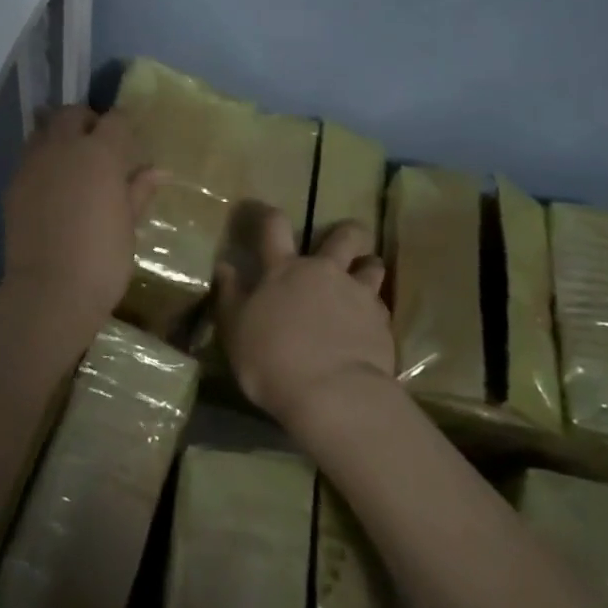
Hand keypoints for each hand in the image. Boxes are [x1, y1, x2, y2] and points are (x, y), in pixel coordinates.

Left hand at [3, 106, 157, 320]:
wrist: (50, 290)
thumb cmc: (103, 258)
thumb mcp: (128, 224)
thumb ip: (139, 191)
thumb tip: (158, 171)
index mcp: (100, 153)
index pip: (115, 120)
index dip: (124, 126)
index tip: (129, 142)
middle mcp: (64, 147)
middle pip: (72, 114)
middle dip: (86, 121)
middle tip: (98, 145)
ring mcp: (34, 164)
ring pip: (44, 129)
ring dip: (59, 135)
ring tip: (71, 161)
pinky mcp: (14, 184)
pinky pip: (29, 158)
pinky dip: (42, 160)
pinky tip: (51, 186)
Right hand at [215, 206, 394, 427]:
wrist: (331, 394)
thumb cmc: (271, 359)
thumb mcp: (234, 329)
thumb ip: (230, 294)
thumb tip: (225, 266)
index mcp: (283, 269)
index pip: (275, 225)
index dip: (269, 213)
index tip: (266, 213)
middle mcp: (323, 272)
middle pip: (345, 236)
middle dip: (347, 233)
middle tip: (344, 243)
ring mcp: (357, 294)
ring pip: (372, 266)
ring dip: (368, 267)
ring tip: (364, 279)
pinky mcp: (382, 322)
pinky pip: (381, 305)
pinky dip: (374, 309)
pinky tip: (368, 325)